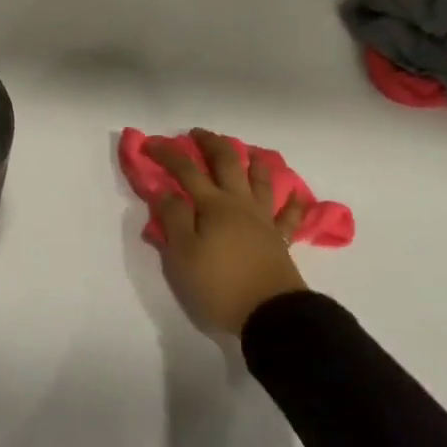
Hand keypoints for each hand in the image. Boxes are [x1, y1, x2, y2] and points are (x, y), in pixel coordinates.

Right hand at [147, 128, 308, 337]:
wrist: (270, 313)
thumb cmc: (218, 284)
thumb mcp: (183, 254)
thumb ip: (174, 218)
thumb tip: (166, 191)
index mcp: (213, 206)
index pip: (186, 171)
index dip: (167, 154)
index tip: (150, 143)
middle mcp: (240, 204)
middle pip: (228, 164)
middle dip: (211, 144)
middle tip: (198, 133)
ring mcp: (264, 220)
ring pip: (261, 181)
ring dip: (252, 161)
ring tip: (247, 151)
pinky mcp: (280, 239)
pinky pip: (289, 215)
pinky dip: (293, 202)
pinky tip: (296, 193)